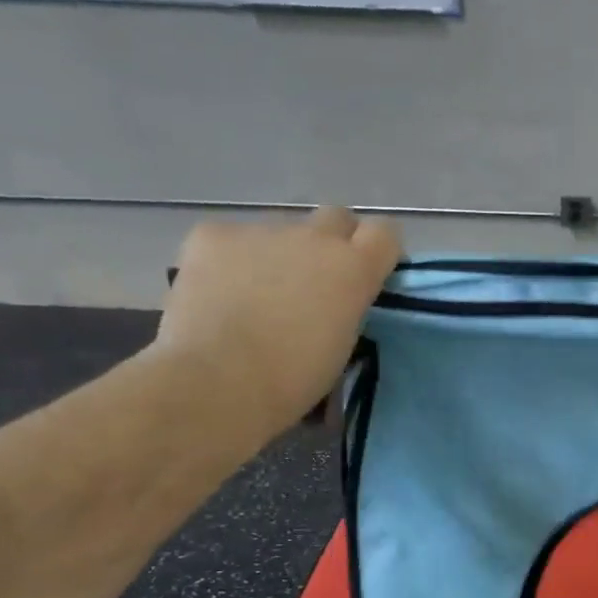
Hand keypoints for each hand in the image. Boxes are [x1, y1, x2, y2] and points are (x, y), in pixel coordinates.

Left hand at [153, 206, 401, 439]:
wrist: (218, 380)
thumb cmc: (293, 379)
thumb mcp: (343, 345)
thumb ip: (346, 307)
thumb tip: (333, 298)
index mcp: (354, 269)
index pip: (385, 233)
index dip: (377, 249)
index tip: (368, 272)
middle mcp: (314, 238)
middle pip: (336, 218)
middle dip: (332, 241)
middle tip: (314, 281)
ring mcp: (261, 231)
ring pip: (279, 234)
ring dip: (277, 256)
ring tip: (254, 297)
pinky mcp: (212, 234)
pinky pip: (230, 240)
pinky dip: (229, 262)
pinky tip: (218, 295)